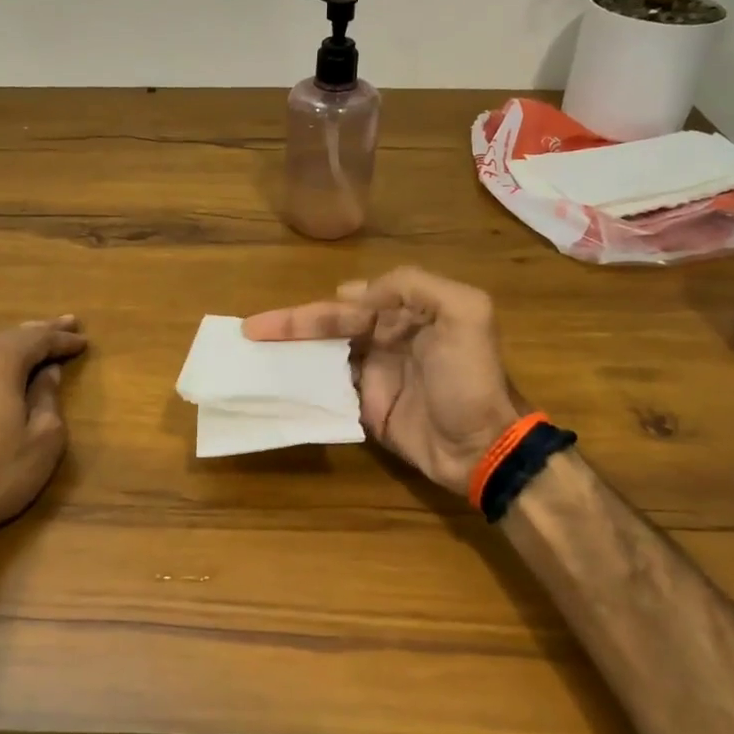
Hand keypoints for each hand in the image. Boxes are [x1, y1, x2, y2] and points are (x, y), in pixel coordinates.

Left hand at [0, 316, 86, 549]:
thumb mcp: (43, 439)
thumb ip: (48, 398)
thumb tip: (47, 373)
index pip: (38, 339)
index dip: (63, 339)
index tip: (83, 340)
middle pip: (9, 335)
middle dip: (40, 331)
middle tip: (66, 323)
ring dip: (13, 341)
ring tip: (34, 340)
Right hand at [243, 267, 522, 495]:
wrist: (482, 447)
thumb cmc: (470, 379)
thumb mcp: (464, 313)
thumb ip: (414, 286)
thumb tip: (355, 293)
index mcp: (407, 314)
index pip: (352, 305)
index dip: (315, 310)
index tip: (279, 320)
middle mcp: (387, 339)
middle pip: (331, 328)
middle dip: (292, 328)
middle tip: (251, 331)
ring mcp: (375, 375)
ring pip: (325, 357)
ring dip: (293, 355)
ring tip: (254, 357)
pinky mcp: (368, 409)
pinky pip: (330, 391)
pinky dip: (304, 386)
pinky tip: (277, 387)